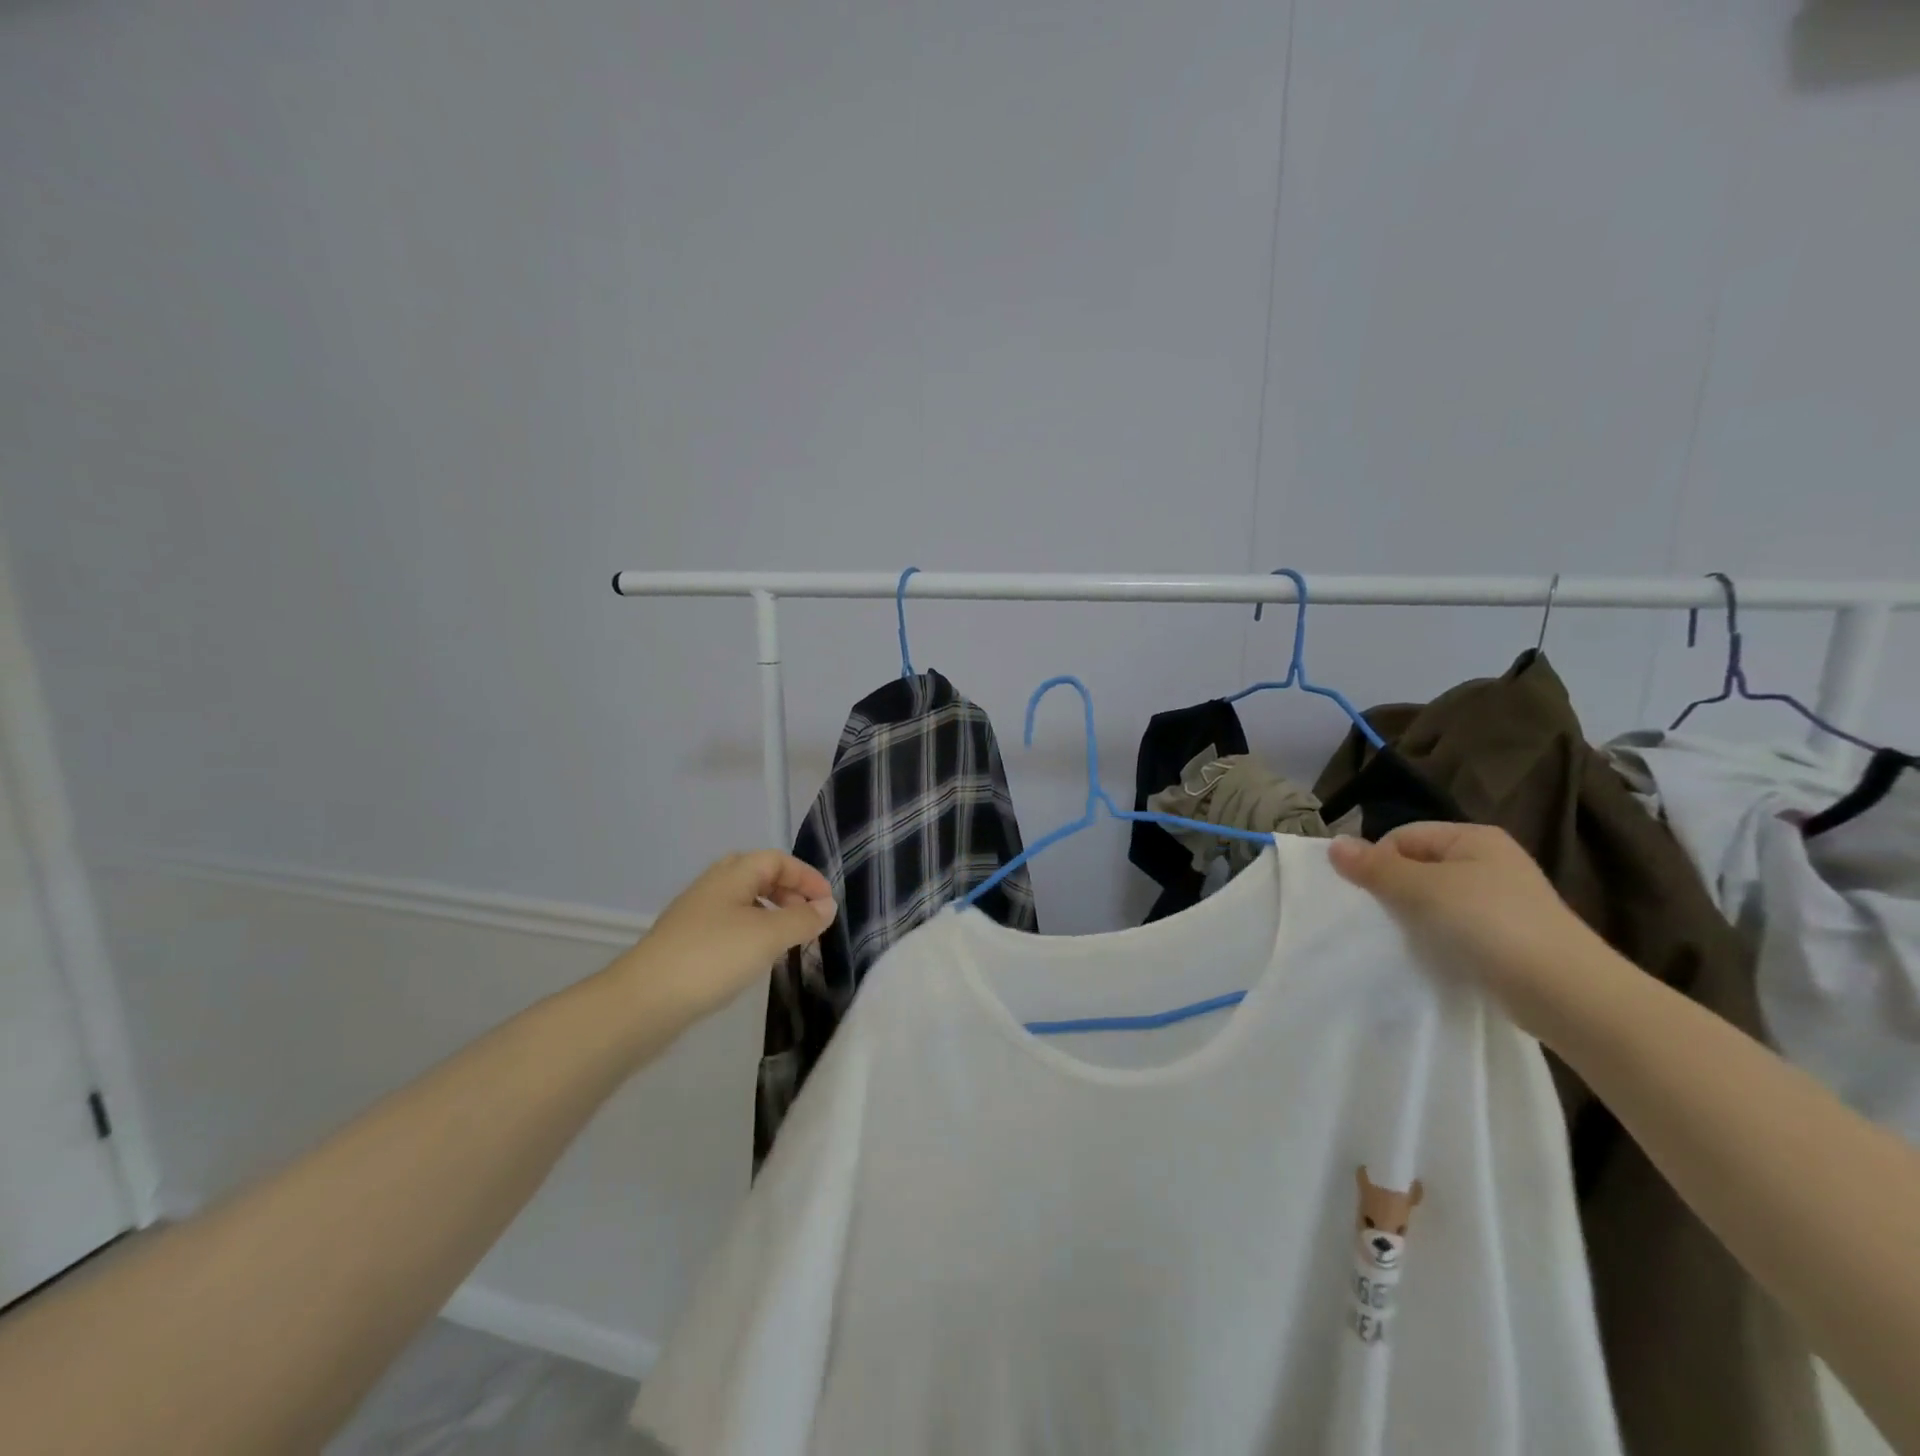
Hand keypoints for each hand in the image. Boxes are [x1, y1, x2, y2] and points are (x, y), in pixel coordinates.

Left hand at [612, 852, 836, 1023]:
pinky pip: (729, 924)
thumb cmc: (713, 957)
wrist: (643, 1001)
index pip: (778, 860)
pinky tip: (756, 957)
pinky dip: (752, 931)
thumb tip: (827, 906)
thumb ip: (802, 919)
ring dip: (770, 912)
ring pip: (742, 901)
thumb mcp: (768, 935)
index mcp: (733, 874)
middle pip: (758, 875)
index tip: (828, 903)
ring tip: (787, 939)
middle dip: (788, 891)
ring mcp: (695, 914)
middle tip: (808, 917)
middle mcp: (712, 886)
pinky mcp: (686, 942)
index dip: (806, 877)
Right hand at [1328, 824, 1615, 1038]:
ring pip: (1435, 899)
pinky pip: (1456, 927)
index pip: (1403, 836)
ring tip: (1413, 941)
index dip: (1381, 862)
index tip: (1376, 896)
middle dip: (1396, 890)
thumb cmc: (1490, 925)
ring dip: (1416, 918)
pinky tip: (1438, 957)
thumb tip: (1333, 843)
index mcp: (1474, 838)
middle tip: (1389, 920)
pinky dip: (1440, 939)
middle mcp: (1490, 861)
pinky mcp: (1508, 937)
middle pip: (1418, 866)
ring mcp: (1502, 901)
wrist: (1568, 995)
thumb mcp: (1423, 889)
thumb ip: (1376, 867)